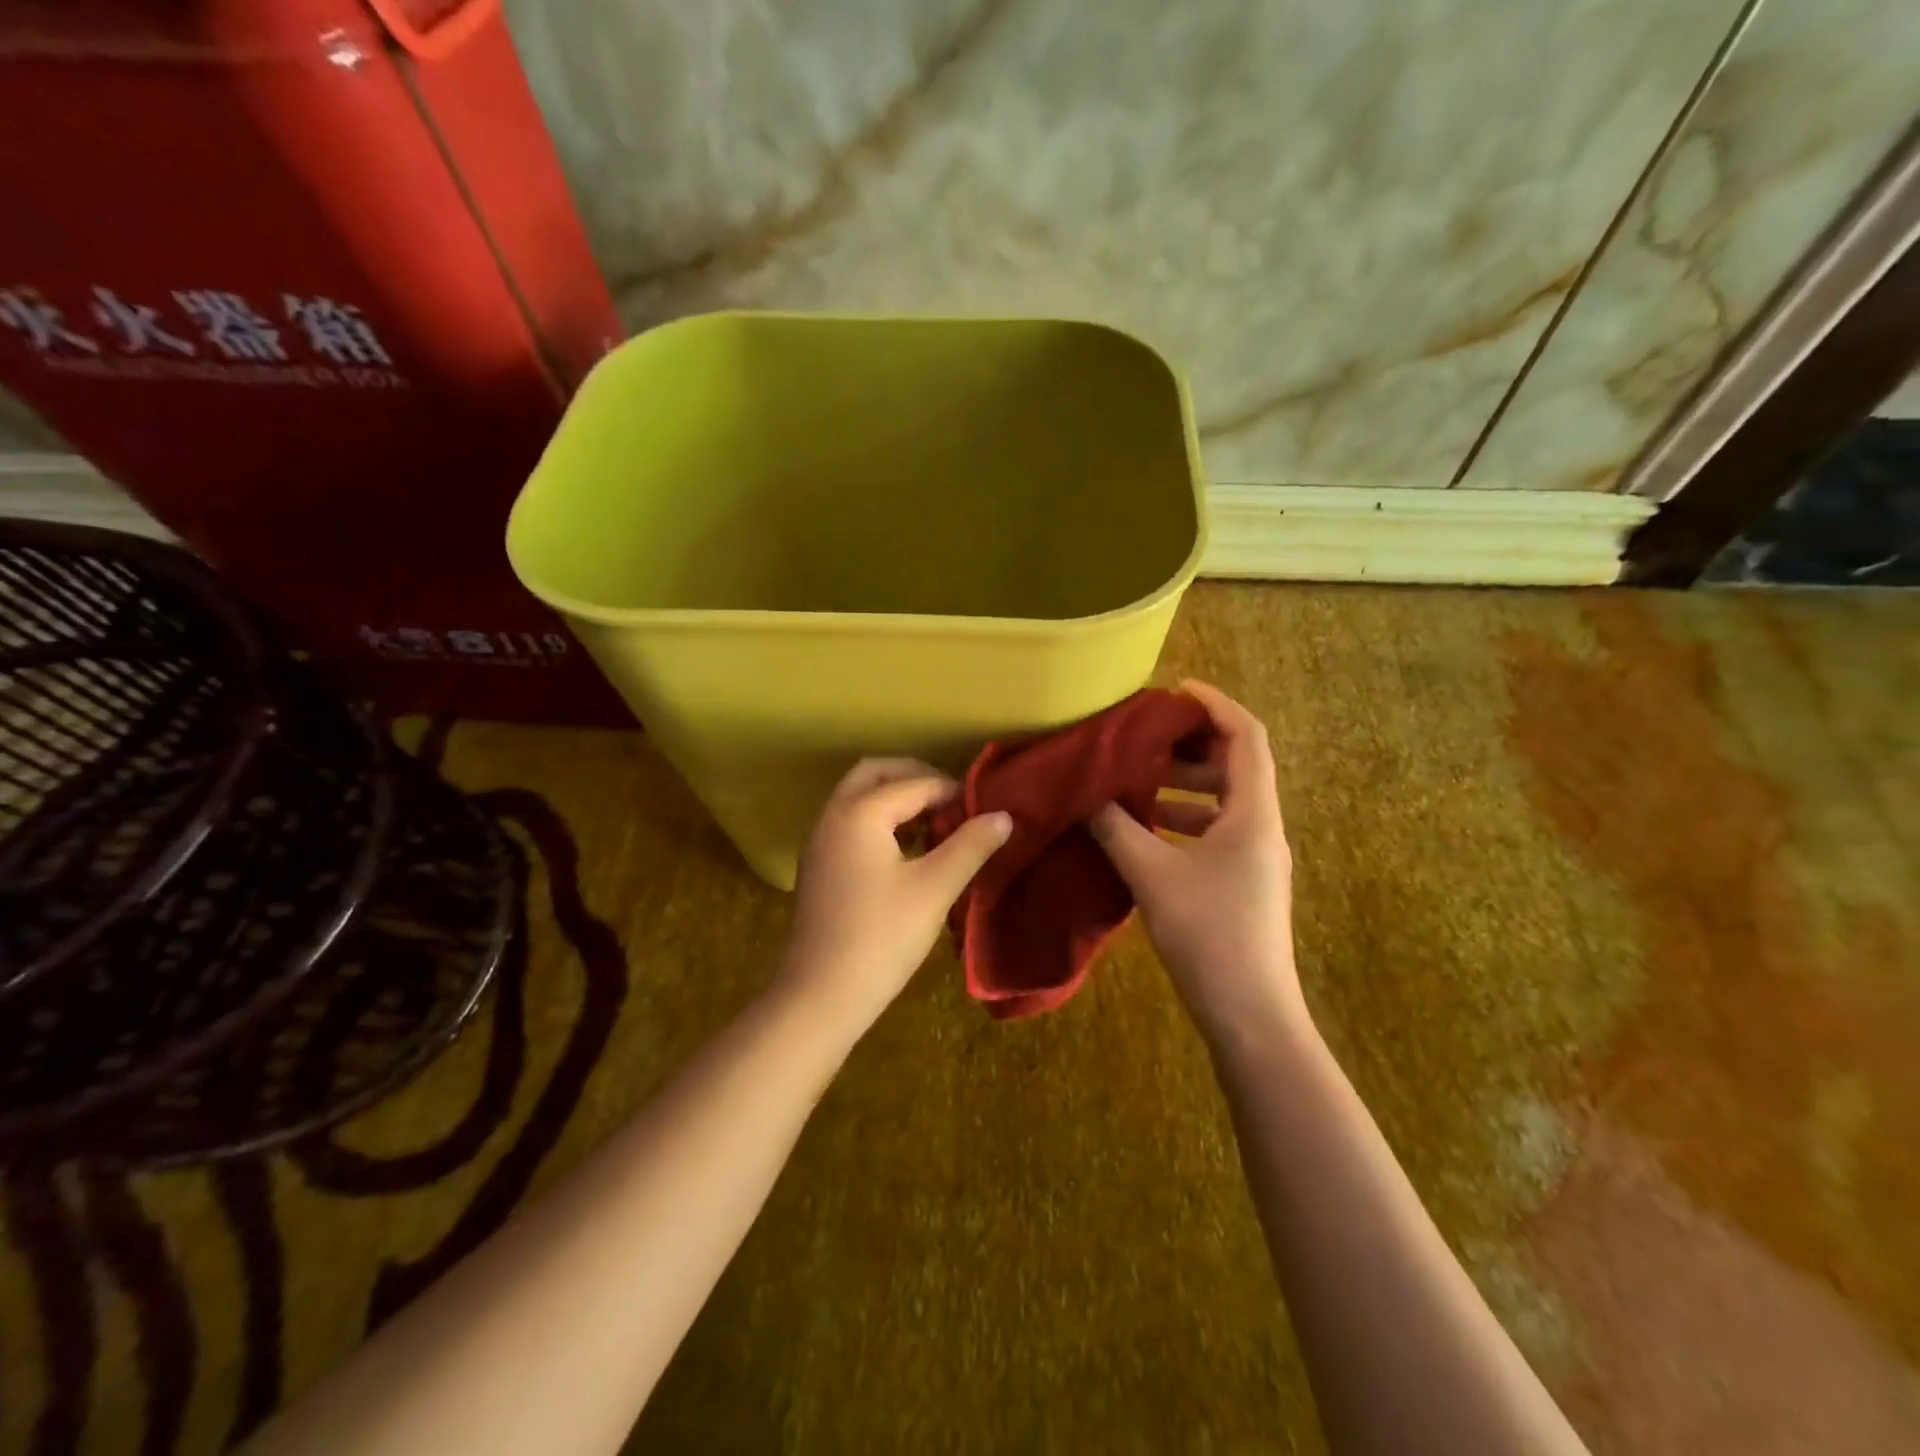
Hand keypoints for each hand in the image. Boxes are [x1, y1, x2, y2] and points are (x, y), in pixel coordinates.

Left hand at [777, 758, 1011, 1037]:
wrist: (819, 997)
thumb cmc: (881, 937)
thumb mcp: (935, 888)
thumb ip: (970, 845)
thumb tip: (1003, 815)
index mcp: (859, 812)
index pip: (914, 784)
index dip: (952, 791)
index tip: (984, 808)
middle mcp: (833, 816)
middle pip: (875, 774)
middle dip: (916, 778)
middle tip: (953, 800)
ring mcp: (820, 842)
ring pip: (859, 798)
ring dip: (896, 799)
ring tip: (936, 824)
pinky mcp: (818, 867)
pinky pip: (851, 823)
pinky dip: (880, 821)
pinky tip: (908, 851)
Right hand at [1088, 681, 1304, 1047]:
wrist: (1250, 1015)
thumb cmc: (1208, 935)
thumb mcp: (1152, 875)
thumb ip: (1116, 829)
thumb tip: (1084, 795)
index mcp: (1253, 813)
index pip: (1246, 736)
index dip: (1214, 705)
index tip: (1174, 691)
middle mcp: (1262, 827)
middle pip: (1236, 764)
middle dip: (1191, 744)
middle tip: (1145, 736)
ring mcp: (1255, 857)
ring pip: (1224, 800)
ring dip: (1184, 784)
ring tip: (1138, 779)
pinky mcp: (1242, 881)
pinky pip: (1215, 830)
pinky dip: (1183, 818)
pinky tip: (1146, 829)